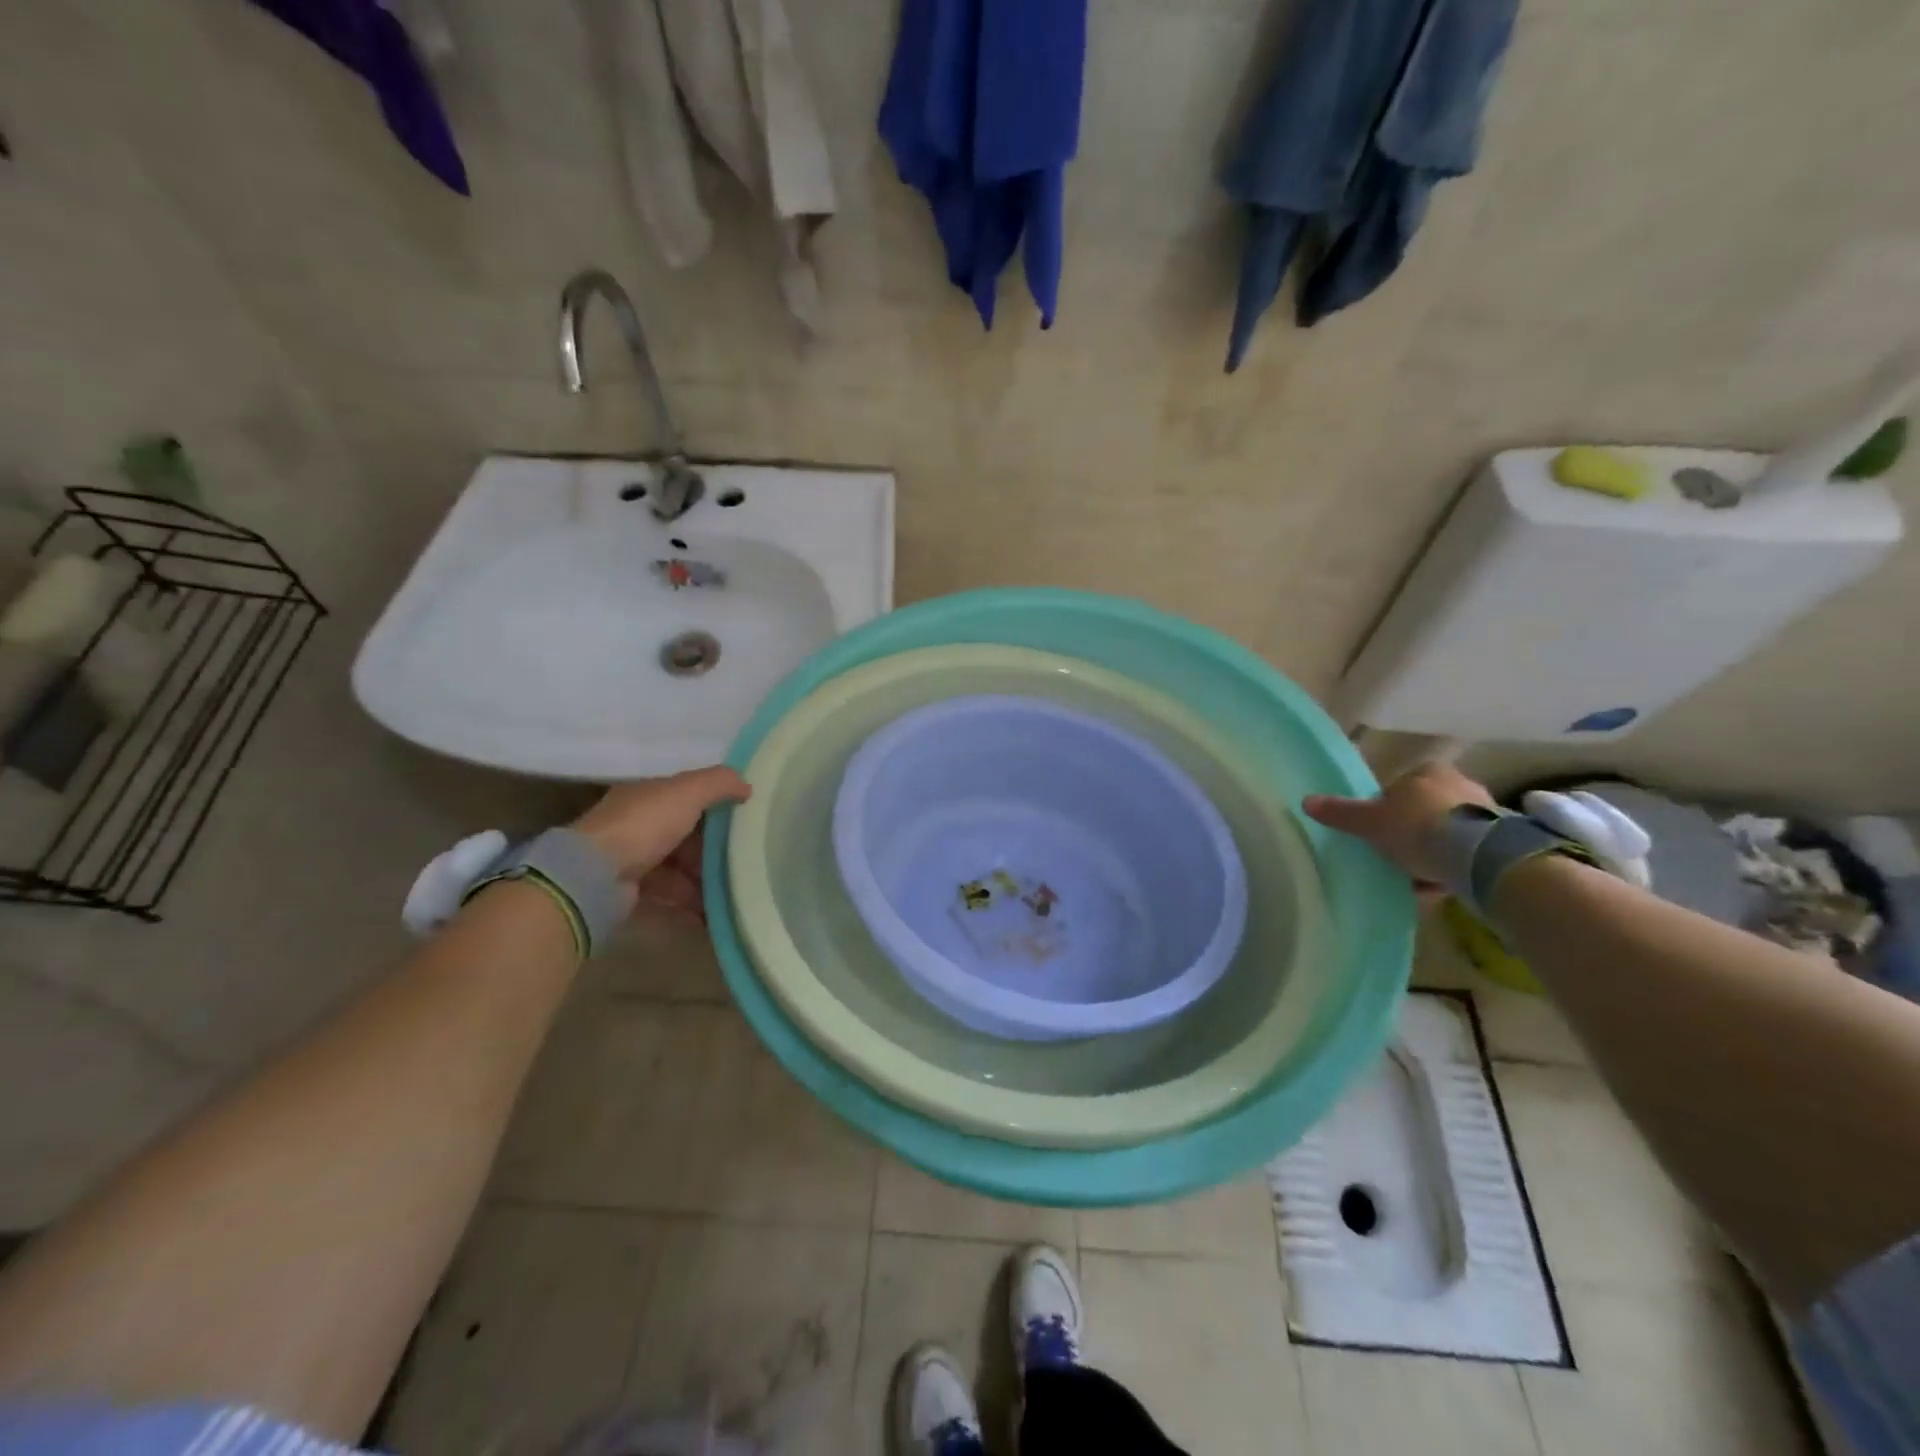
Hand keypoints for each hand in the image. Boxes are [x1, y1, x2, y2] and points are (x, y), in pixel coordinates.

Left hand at [572, 766, 750, 917]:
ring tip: (738, 889)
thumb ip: (720, 782)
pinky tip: (716, 912)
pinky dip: (692, 904)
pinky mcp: (632, 894)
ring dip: (706, 879)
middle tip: (747, 858)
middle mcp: (638, 826)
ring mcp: (633, 861)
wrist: (594, 877)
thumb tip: (748, 786)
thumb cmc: (643, 825)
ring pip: (680, 868)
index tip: (746, 816)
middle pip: (685, 835)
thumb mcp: (687, 791)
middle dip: (715, 848)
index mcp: (647, 796)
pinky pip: (671, 896)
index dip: (715, 803)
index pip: (686, 796)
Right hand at [1303, 762, 1493, 887]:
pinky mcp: (1504, 841)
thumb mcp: (1370, 822)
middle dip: (1412, 832)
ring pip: (1448, 833)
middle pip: (1424, 810)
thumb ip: (1341, 812)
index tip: (1378, 834)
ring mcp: (1487, 812)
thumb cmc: (1418, 828)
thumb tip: (1306, 801)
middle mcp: (1460, 784)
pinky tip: (1441, 886)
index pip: (1399, 787)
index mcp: (1427, 771)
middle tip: (1396, 856)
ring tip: (1417, 878)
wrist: (1480, 857)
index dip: (1386, 810)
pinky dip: (1454, 866)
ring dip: (1434, 852)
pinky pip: (1468, 853)